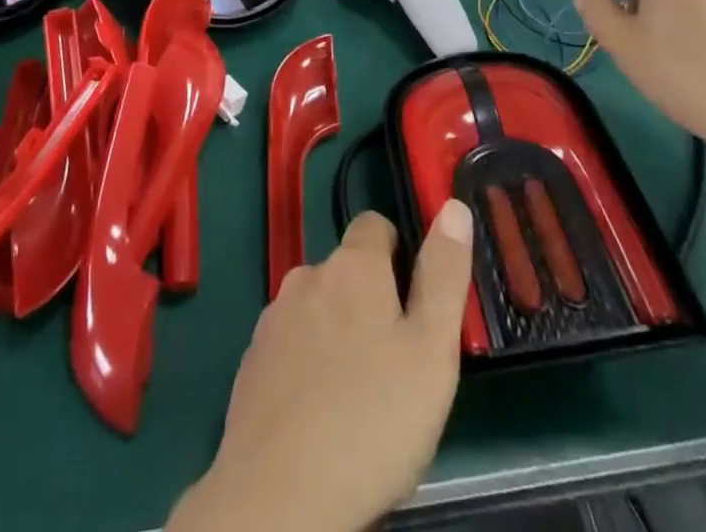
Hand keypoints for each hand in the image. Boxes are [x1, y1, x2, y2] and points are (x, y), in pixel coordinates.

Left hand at [169, 204, 474, 531]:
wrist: (278, 497)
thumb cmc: (371, 421)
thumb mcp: (431, 352)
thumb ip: (444, 275)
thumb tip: (453, 207)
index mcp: (352, 267)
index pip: (375, 225)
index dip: (400, 253)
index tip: (416, 302)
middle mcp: (307, 276)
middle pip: (347, 271)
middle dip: (371, 301)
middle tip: (397, 363)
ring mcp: (274, 319)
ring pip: (318, 308)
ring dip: (338, 332)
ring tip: (360, 395)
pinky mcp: (252, 361)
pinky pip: (290, 345)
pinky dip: (307, 364)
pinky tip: (320, 414)